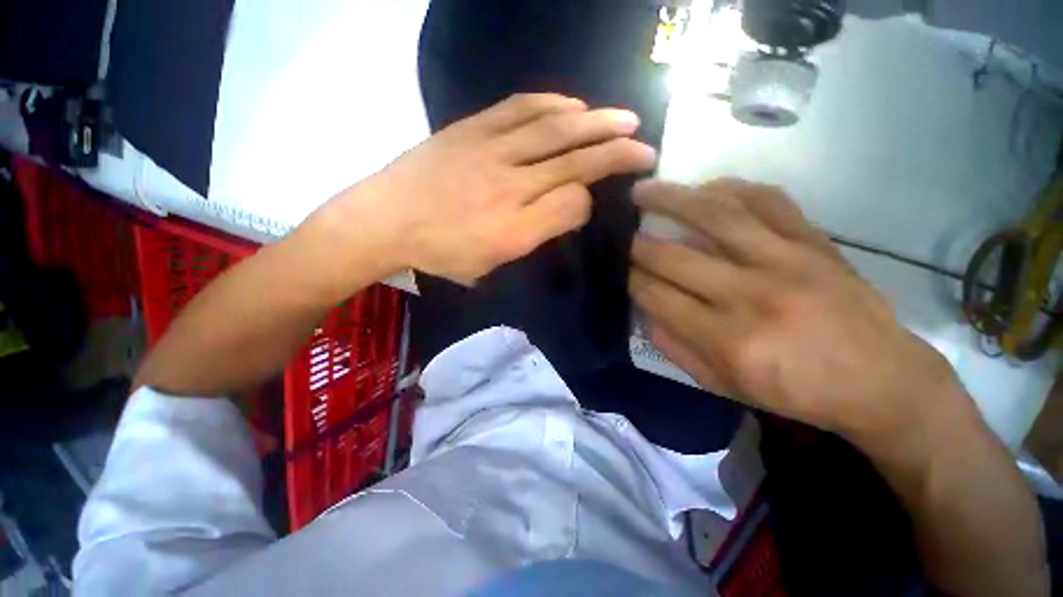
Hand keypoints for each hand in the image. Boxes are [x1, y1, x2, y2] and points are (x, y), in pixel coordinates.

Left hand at [327, 93, 655, 285]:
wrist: (384, 221)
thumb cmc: (440, 253)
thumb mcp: (490, 263)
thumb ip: (535, 235)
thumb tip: (569, 205)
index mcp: (514, 227)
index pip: (572, 202)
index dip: (592, 198)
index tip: (597, 198)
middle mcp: (510, 185)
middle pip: (573, 160)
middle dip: (615, 150)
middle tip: (644, 144)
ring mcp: (490, 150)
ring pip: (554, 129)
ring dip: (594, 121)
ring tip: (621, 118)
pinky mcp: (472, 129)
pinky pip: (520, 109)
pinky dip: (553, 103)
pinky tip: (572, 104)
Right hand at [629, 179, 965, 446]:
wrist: (881, 380)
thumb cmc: (796, 392)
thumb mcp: (724, 386)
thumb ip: (676, 348)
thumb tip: (645, 311)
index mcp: (729, 340)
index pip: (658, 297)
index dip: (631, 280)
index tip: (619, 269)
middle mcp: (752, 295)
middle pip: (675, 257)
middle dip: (638, 244)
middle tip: (621, 235)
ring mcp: (787, 260)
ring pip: (716, 215)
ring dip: (671, 198)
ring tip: (645, 189)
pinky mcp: (815, 242)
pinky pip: (767, 200)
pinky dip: (731, 189)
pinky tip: (706, 188)